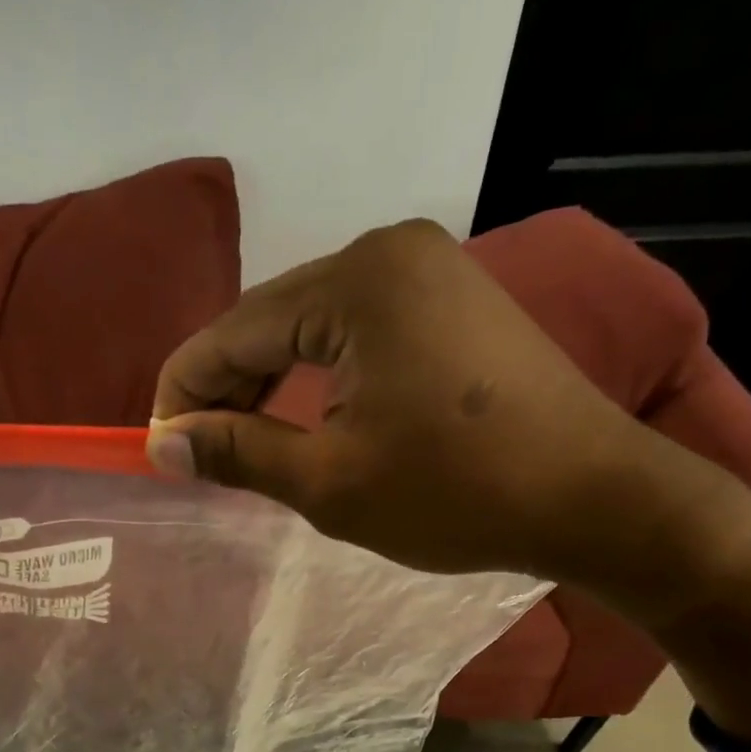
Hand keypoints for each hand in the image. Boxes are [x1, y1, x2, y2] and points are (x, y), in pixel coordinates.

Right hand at [146, 218, 741, 589]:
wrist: (593, 499)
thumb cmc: (456, 493)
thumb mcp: (330, 482)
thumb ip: (238, 453)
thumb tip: (164, 446)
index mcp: (355, 283)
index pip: (232, 333)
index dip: (183, 393)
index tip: (158, 450)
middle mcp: (387, 252)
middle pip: (269, 321)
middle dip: (224, 389)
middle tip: (198, 455)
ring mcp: (427, 271)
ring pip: (310, 328)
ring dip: (268, 384)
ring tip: (243, 444)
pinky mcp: (451, 301)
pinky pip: (355, 333)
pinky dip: (317, 376)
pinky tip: (303, 417)